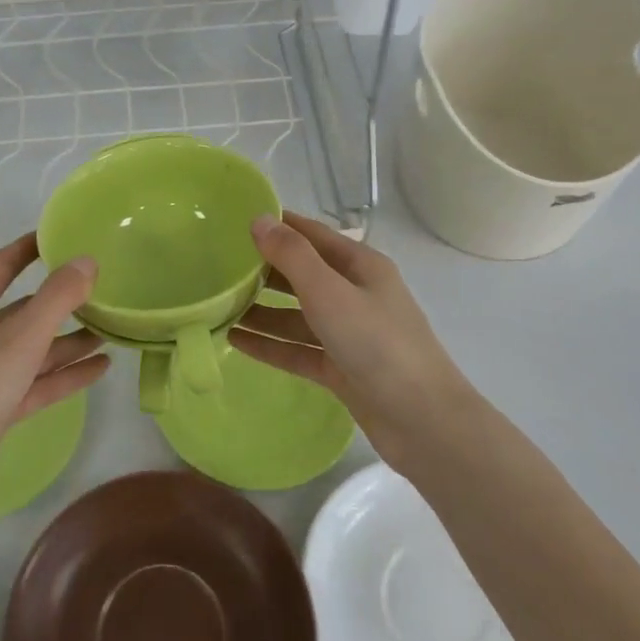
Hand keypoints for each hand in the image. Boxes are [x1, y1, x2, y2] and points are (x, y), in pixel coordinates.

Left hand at [0, 234, 107, 512]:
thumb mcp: (22, 337)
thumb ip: (58, 296)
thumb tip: (87, 260)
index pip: (0, 266)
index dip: (29, 249)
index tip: (60, 235)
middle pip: (20, 310)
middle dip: (59, 301)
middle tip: (100, 288)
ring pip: (30, 349)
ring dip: (67, 340)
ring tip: (110, 330)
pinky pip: (34, 382)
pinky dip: (63, 374)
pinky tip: (100, 368)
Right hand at [230, 212, 477, 466]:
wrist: (422, 421)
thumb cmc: (378, 344)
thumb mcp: (330, 292)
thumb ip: (292, 256)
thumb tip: (259, 219)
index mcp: (361, 266)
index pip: (312, 235)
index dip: (279, 226)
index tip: (235, 221)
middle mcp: (355, 294)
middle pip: (303, 275)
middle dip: (264, 270)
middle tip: (217, 266)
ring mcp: (349, 334)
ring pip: (297, 315)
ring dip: (262, 310)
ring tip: (219, 306)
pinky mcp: (341, 368)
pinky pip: (298, 349)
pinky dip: (270, 344)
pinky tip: (235, 341)